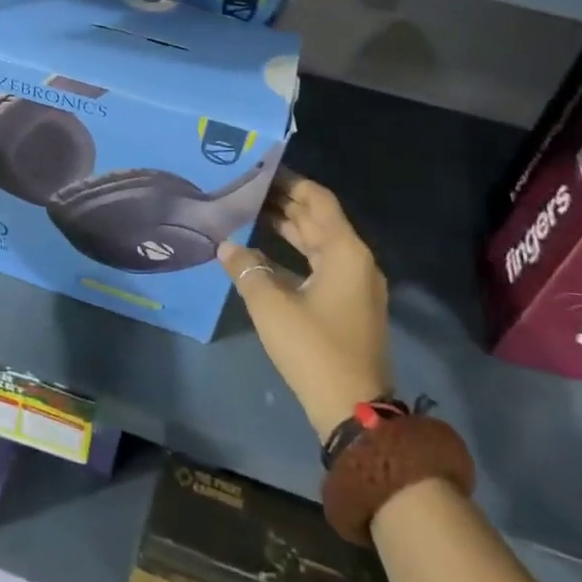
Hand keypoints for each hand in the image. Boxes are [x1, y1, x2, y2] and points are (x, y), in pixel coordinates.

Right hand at [219, 172, 391, 441]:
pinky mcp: (348, 306)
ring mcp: (355, 285)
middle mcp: (355, 261)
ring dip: (287, 228)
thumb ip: (246, 268)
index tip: (259, 170)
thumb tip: (226, 245)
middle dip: (283, 203)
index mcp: (345, 251)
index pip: (317, 199)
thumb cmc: (313, 348)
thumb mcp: (271, 305)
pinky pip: (319, 265)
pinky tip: (262, 254)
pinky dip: (293, 254)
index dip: (290, 182)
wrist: (352, 411)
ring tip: (249, 213)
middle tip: (245, 189)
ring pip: (318, 243)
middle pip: (318, 219)